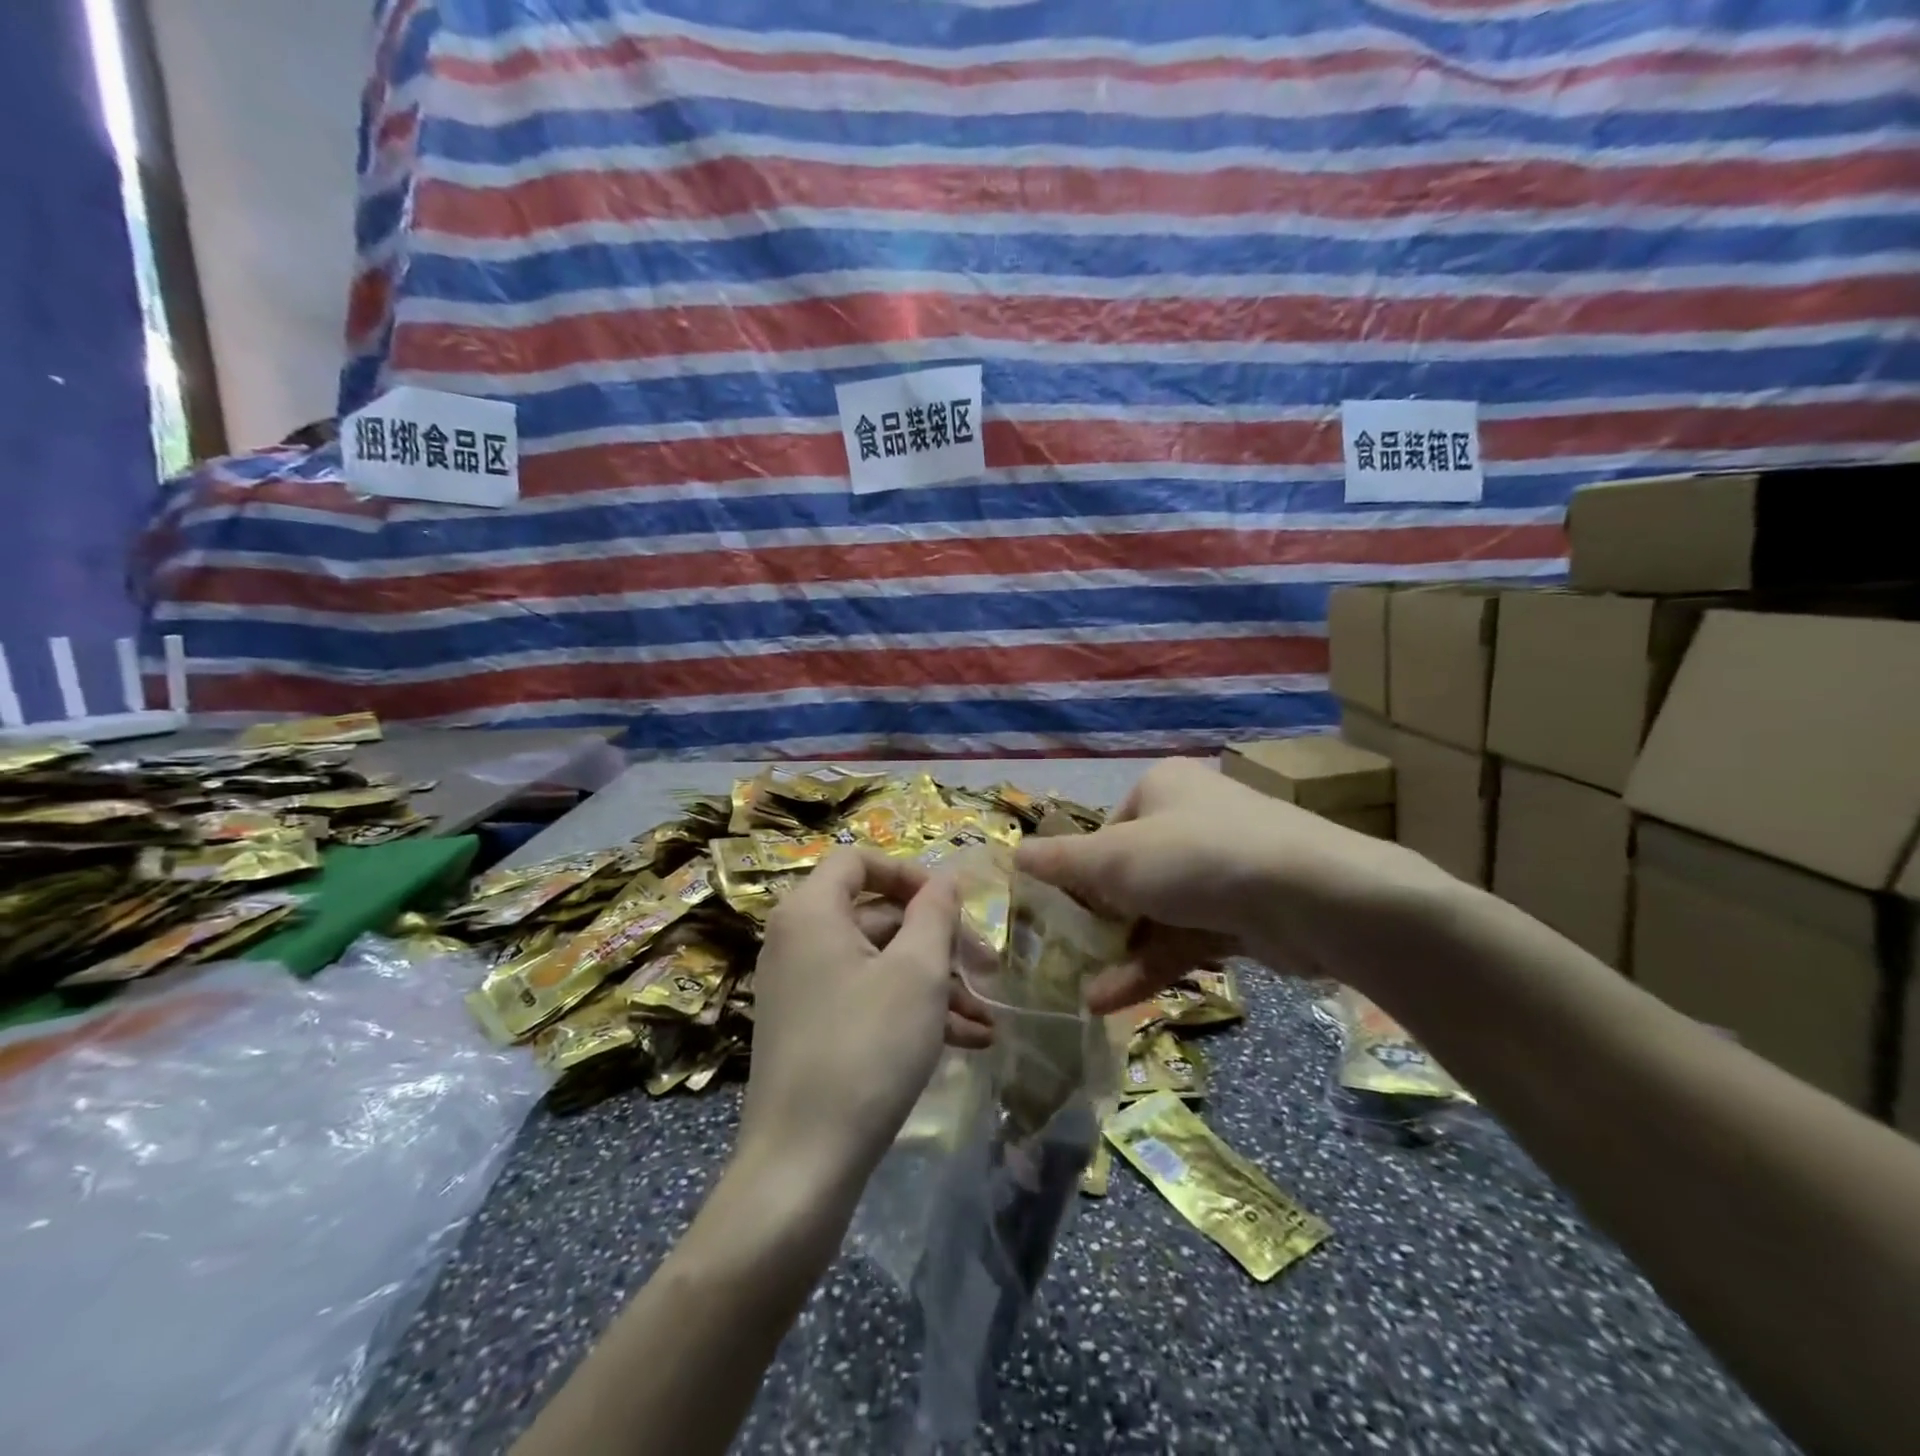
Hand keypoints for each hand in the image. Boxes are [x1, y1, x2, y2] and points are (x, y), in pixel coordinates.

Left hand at [739, 849, 958, 1186]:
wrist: (802, 1166)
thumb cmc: (866, 1049)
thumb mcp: (917, 972)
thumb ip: (934, 913)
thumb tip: (944, 879)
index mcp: (811, 911)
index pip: (859, 861)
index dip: (910, 874)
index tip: (952, 905)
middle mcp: (797, 941)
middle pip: (876, 915)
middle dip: (937, 941)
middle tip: (987, 970)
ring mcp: (801, 988)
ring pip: (878, 964)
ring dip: (935, 984)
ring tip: (987, 1019)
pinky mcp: (809, 1030)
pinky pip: (866, 999)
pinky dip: (910, 1011)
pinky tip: (964, 1041)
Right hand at [1013, 758, 1455, 1010]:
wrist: (1314, 898)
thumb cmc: (1197, 858)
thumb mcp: (1115, 859)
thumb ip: (1062, 863)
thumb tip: (1014, 855)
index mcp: (1160, 788)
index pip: (1105, 832)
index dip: (1077, 874)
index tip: (1055, 913)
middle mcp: (1191, 819)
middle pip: (1129, 873)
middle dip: (1097, 920)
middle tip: (1063, 956)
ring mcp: (1222, 867)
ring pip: (1156, 911)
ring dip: (1120, 951)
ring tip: (1080, 992)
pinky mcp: (1246, 911)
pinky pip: (1186, 936)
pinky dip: (1152, 964)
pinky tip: (1112, 999)